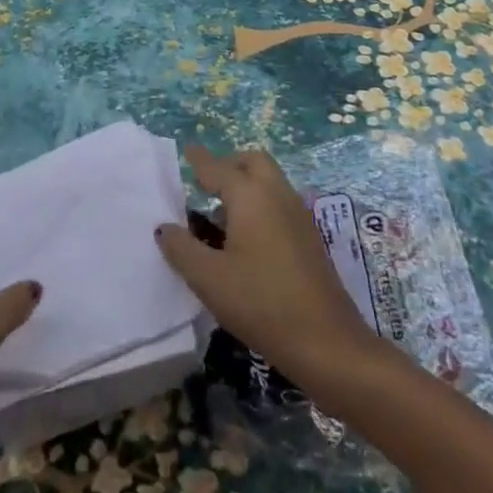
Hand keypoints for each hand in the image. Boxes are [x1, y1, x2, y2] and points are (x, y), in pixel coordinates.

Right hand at [154, 144, 376, 374]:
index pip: (218, 168)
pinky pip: (279, 202)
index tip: (187, 151)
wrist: (327, 342)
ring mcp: (298, 214)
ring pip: (269, 181)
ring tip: (220, 216)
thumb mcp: (209, 279)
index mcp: (250, 195)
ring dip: (246, 185)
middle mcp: (276, 193)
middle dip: (229, 165)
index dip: (200, 160)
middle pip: (252, 162)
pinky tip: (245, 238)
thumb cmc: (261, 303)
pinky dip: (259, 203)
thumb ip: (182, 249)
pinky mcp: (309, 236)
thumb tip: (164, 227)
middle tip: (207, 184)